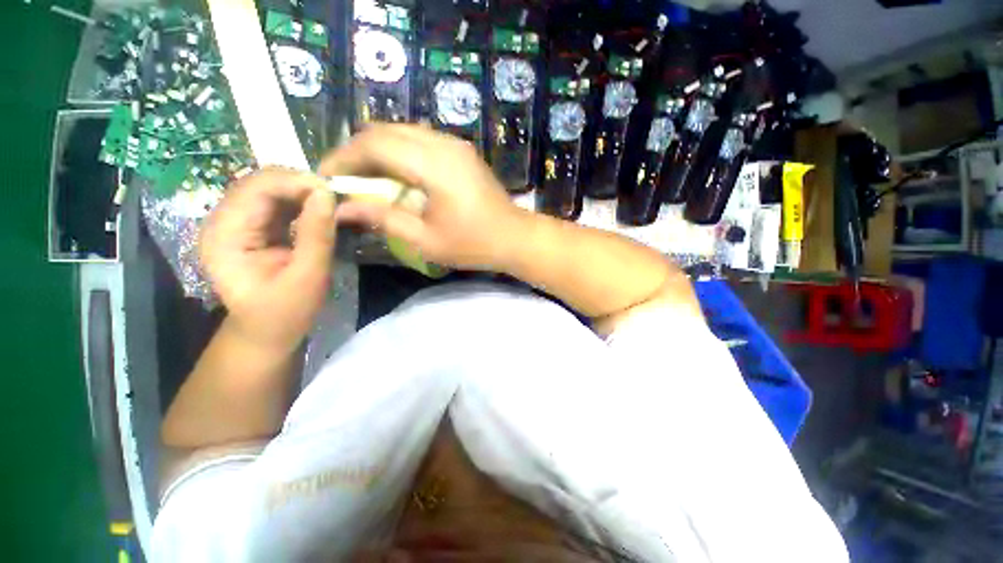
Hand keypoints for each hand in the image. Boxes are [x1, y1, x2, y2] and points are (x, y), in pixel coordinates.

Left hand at [200, 167, 335, 352]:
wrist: (267, 331)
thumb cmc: (286, 312)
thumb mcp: (307, 277)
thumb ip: (316, 235)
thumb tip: (327, 194)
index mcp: (225, 236)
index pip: (255, 189)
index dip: (294, 182)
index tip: (332, 191)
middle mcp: (224, 222)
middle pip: (259, 184)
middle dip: (300, 184)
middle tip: (336, 196)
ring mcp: (237, 224)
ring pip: (269, 190)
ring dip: (302, 191)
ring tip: (332, 201)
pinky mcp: (252, 228)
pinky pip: (276, 203)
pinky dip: (300, 201)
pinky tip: (319, 209)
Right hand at [319, 124, 528, 270]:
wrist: (514, 237)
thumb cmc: (473, 244)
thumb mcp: (426, 239)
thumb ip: (383, 219)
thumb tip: (342, 209)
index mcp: (434, 165)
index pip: (374, 144)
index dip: (343, 157)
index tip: (325, 177)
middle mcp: (443, 144)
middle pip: (385, 131)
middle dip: (356, 151)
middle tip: (343, 179)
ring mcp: (455, 144)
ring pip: (402, 132)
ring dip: (377, 150)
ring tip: (364, 177)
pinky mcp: (461, 150)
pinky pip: (420, 140)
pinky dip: (399, 152)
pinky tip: (395, 174)